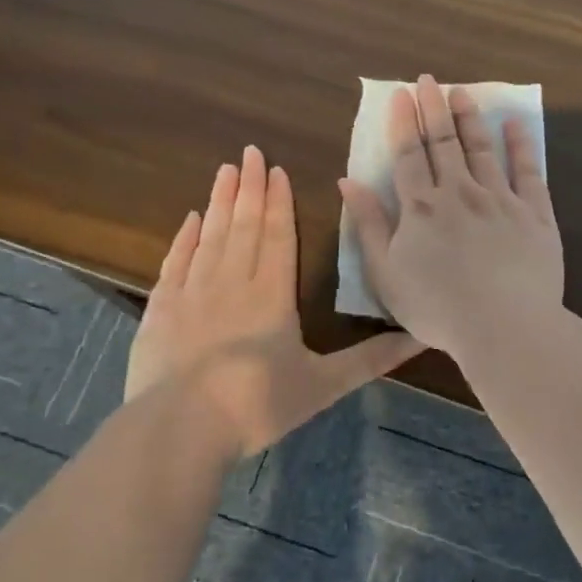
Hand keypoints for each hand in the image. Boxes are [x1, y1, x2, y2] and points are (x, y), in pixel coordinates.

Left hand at [125, 146, 423, 458]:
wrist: (178, 430)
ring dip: (220, 201)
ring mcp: (192, 292)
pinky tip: (191, 218)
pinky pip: (176, 261)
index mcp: (272, 294)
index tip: (277, 170)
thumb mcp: (322, 385)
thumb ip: (370, 359)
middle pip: (244, 224)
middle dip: (250, 186)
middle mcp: (232, 281)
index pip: (278, 235)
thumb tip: (420, 338)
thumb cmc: (256, 405)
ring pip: (211, 234)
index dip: (279, 202)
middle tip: (250, 151)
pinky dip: (184, 238)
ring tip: (225, 170)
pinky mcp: (161, 309)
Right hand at [338, 75, 564, 359]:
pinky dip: (520, 145)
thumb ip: (368, 224)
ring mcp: (500, 200)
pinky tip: (515, 124)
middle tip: (430, 80)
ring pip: (482, 149)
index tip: (402, 94)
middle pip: (445, 142)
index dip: (404, 122)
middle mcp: (460, 192)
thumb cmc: (437, 308)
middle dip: (435, 108)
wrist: (503, 327)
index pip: (409, 154)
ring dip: (470, 118)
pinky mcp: (535, 214)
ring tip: (463, 93)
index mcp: (421, 207)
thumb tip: (348, 181)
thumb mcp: (386, 272)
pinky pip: (527, 172)